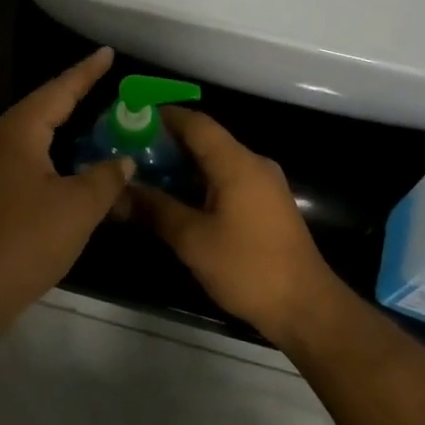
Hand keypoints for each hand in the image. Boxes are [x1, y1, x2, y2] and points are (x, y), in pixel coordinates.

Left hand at [0, 47, 133, 327]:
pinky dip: (50, 147)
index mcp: (18, 132)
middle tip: (103, 78)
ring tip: (89, 110)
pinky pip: (24, 153)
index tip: (107, 52)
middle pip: (41, 106)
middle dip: (73, 92)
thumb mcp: (79, 206)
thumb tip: (124, 161)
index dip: (86, 72)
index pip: (58, 91)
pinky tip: (67, 157)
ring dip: (60, 121)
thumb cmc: (28, 239)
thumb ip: (106, 177)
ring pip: (31, 131)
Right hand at [127, 109, 342, 343]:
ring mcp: (263, 184)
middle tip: (128, 151)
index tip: (129, 119)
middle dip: (165, 143)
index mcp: (237, 163)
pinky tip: (174, 199)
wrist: (306, 308)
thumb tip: (118, 192)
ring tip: (143, 174)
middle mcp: (253, 164)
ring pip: (215, 161)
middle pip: (204, 139)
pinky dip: (198, 182)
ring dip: (181, 165)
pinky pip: (226, 179)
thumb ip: (155, 209)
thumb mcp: (193, 240)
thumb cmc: (248, 268)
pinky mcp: (265, 205)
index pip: (195, 122)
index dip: (161, 116)